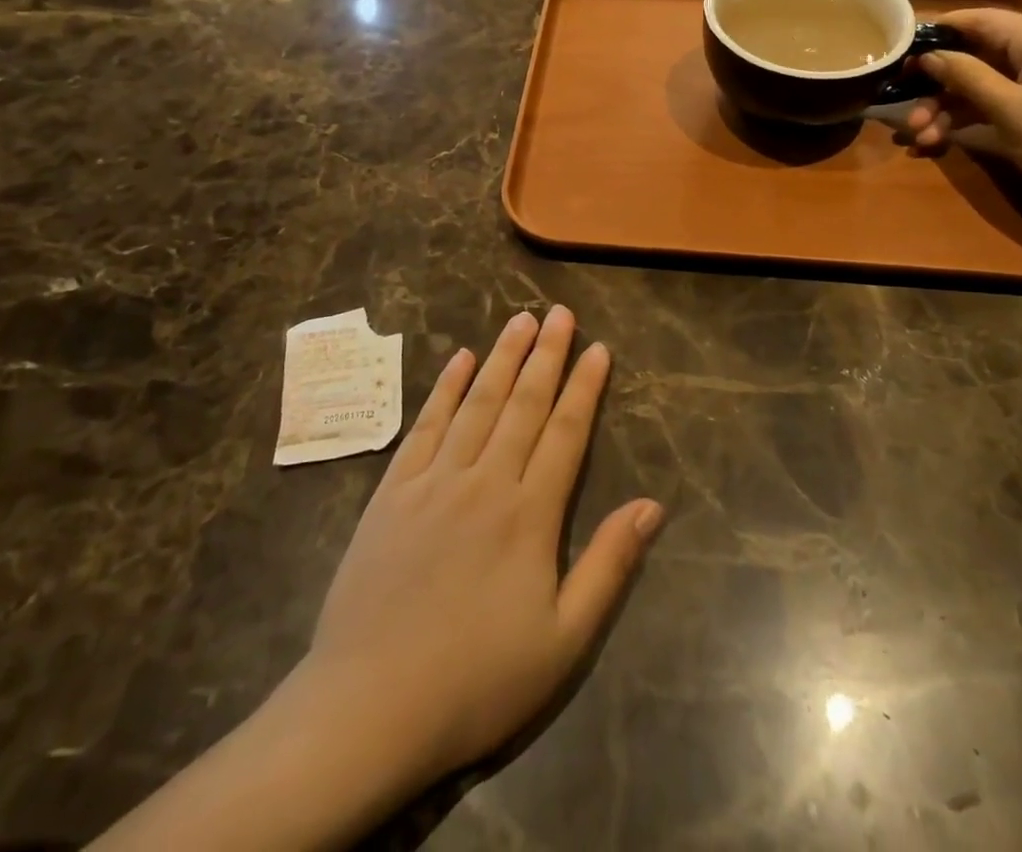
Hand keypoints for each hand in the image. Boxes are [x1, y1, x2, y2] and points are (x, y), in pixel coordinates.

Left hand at [292, 306, 661, 787]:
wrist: (368, 708)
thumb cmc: (476, 681)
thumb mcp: (563, 641)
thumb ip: (609, 566)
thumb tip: (652, 505)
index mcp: (529, 515)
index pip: (566, 433)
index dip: (585, 387)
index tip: (598, 348)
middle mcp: (485, 482)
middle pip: (523, 404)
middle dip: (546, 354)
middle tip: (560, 312)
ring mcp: (434, 481)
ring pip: (477, 404)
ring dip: (501, 358)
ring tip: (519, 320)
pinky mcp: (392, 492)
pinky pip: (425, 426)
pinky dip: (445, 389)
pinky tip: (459, 360)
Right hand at [906, 9, 1021, 230]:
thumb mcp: (1010, 110)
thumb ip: (966, 77)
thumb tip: (928, 56)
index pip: (983, 20)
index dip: (940, 30)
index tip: (901, 48)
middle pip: (978, 56)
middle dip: (938, 84)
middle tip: (905, 107)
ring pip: (983, 83)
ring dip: (948, 107)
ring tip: (920, 136)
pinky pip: (997, 102)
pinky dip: (969, 118)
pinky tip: (939, 140)